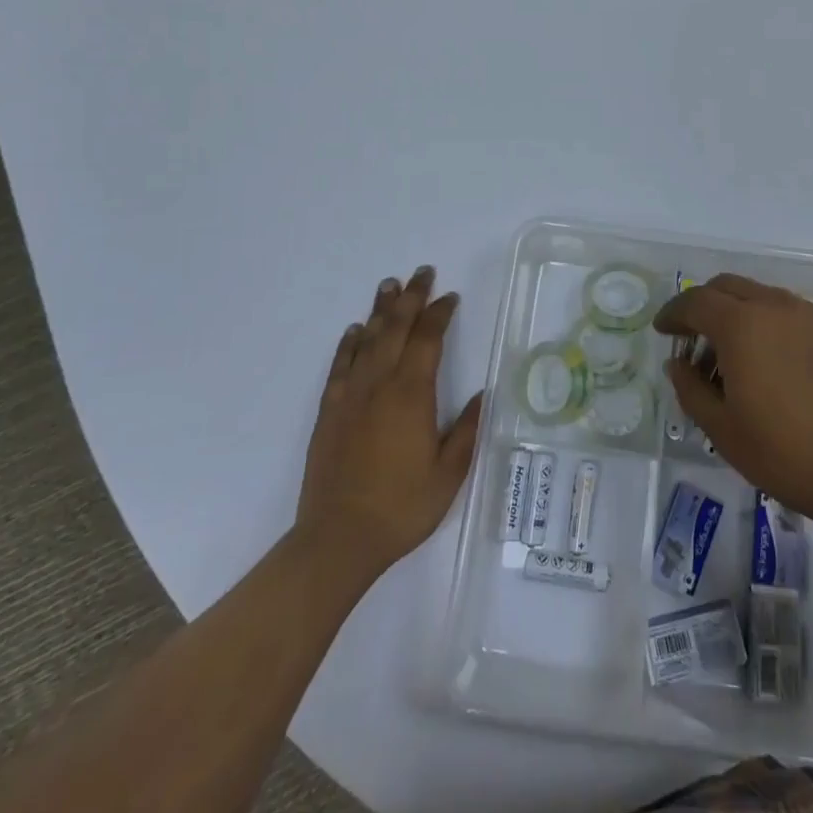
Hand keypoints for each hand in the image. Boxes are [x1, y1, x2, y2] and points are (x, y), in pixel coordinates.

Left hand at [297, 266, 481, 580]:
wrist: (338, 539)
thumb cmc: (401, 508)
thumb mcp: (449, 474)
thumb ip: (466, 430)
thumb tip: (482, 394)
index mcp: (412, 394)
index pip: (428, 339)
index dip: (440, 313)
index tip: (450, 296)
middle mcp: (380, 384)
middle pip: (396, 327)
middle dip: (411, 297)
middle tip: (422, 273)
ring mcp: (351, 395)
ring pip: (367, 339)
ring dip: (380, 310)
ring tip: (389, 285)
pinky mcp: (330, 411)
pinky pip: (340, 365)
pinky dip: (349, 343)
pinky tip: (355, 330)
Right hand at [657, 274, 812, 542]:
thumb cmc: (786, 453)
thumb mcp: (722, 429)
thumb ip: (690, 388)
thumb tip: (679, 364)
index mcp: (742, 324)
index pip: (695, 301)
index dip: (673, 313)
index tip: (663, 330)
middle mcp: (777, 306)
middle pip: (729, 287)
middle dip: (705, 305)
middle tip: (696, 339)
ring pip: (764, 297)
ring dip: (741, 315)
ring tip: (739, 357)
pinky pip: (796, 316)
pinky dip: (775, 327)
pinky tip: (779, 366)